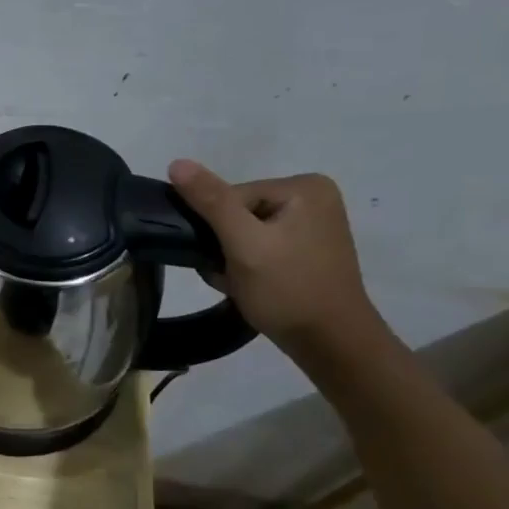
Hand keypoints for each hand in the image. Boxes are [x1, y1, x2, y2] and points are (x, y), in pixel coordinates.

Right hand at [167, 160, 383, 351]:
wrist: (331, 345)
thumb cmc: (288, 290)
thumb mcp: (244, 243)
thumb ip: (211, 201)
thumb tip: (177, 163)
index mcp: (304, 187)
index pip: (231, 196)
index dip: (217, 228)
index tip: (223, 258)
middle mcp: (313, 198)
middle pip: (236, 213)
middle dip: (223, 245)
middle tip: (229, 275)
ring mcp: (312, 224)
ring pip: (243, 232)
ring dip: (230, 258)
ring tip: (239, 283)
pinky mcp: (307, 249)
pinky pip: (259, 246)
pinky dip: (246, 265)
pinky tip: (249, 285)